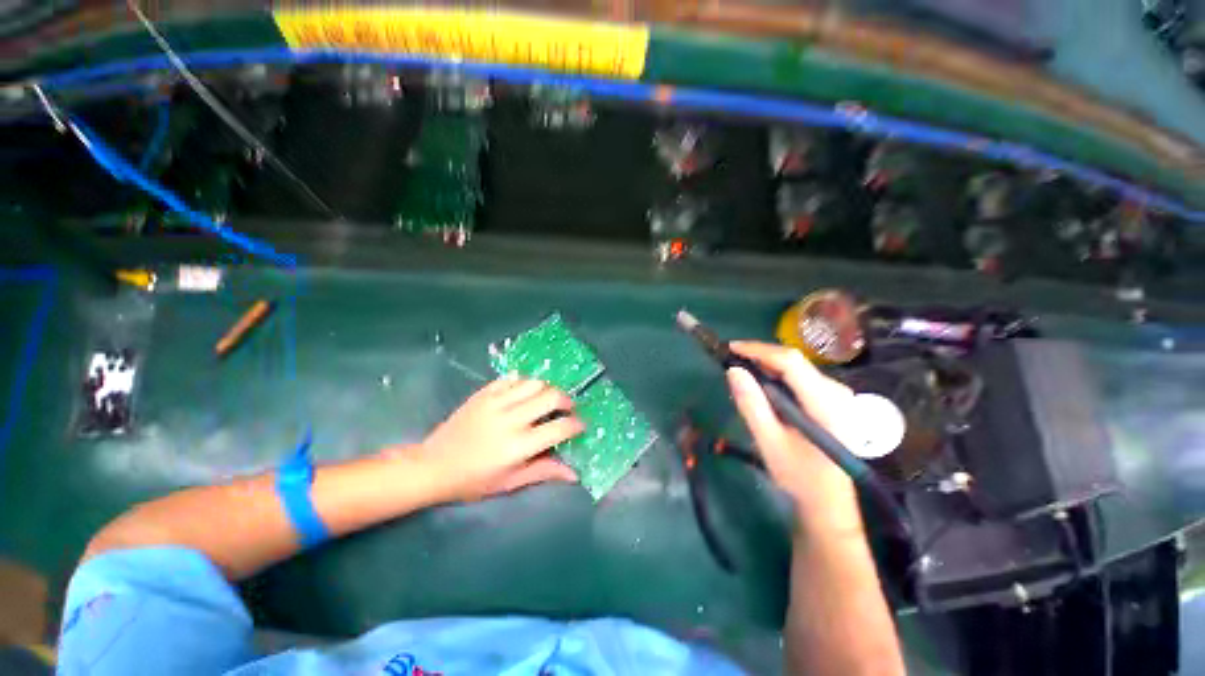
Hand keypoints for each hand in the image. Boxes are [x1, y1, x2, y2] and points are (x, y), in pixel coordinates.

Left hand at [415, 377, 583, 501]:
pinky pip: (512, 378)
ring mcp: (495, 402)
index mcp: (517, 446)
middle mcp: (509, 419)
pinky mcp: (483, 393)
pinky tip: (525, 393)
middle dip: (567, 401)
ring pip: (534, 382)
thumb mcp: (510, 482)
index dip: (576, 425)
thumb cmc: (473, 480)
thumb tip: (574, 474)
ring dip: (547, 389)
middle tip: (567, 409)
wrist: (433, 465)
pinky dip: (524, 382)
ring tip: (547, 400)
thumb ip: (544, 472)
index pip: (559, 428)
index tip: (580, 426)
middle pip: (551, 396)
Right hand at [725, 341, 862, 534]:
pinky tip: (762, 385)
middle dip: (760, 356)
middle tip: (731, 361)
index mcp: (825, 404)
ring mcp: (838, 395)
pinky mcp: (833, 399)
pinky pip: (801, 377)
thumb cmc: (799, 476)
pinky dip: (777, 375)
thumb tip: (733, 370)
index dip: (759, 350)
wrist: (829, 501)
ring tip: (742, 372)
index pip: (791, 362)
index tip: (730, 348)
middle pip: (794, 360)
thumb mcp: (770, 443)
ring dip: (767, 365)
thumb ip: (752, 405)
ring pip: (797, 366)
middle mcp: (837, 392)